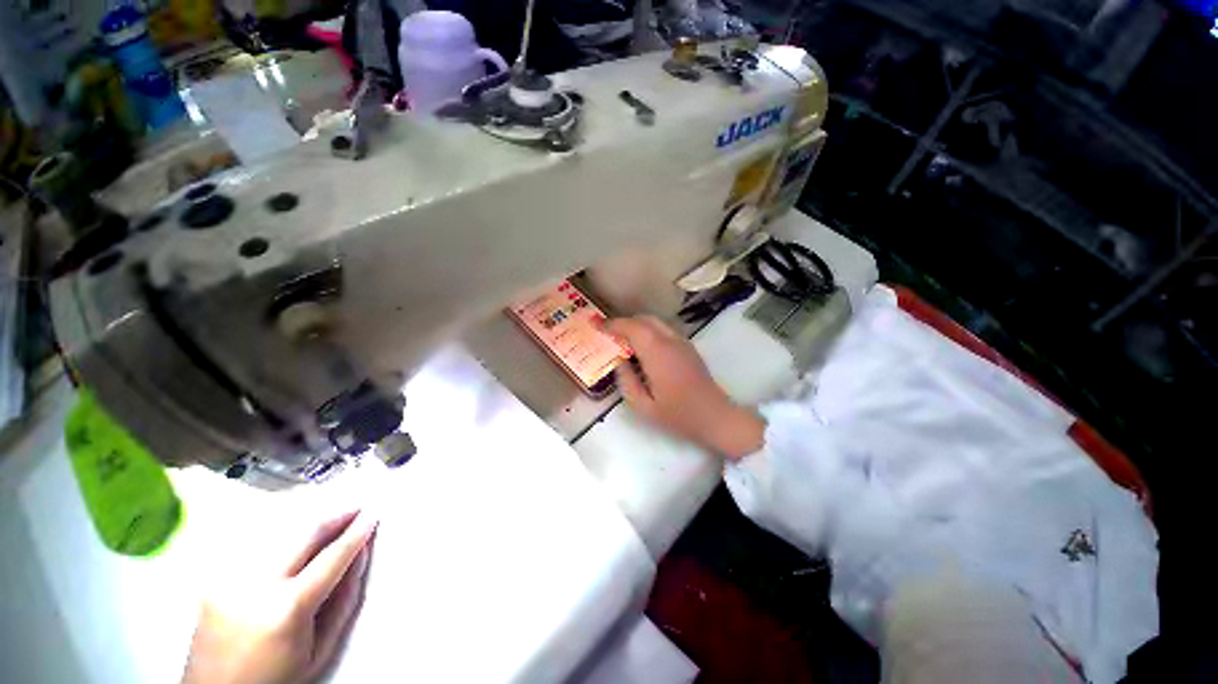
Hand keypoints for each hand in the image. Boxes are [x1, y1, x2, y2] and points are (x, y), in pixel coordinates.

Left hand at [182, 509, 378, 683]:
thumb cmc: (273, 680)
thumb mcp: (319, 649)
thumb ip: (344, 600)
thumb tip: (359, 557)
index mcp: (287, 608)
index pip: (332, 556)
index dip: (357, 532)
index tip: (371, 516)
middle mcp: (255, 587)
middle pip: (304, 534)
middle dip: (335, 517)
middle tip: (355, 509)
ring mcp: (230, 580)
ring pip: (280, 534)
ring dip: (310, 525)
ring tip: (330, 522)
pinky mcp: (215, 580)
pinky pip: (257, 548)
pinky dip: (282, 539)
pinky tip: (293, 542)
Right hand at [606, 316, 764, 459]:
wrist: (715, 416)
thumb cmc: (678, 415)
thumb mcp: (643, 405)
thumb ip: (626, 380)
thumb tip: (619, 361)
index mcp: (657, 353)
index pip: (631, 327)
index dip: (612, 324)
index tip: (597, 325)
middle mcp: (670, 341)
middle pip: (644, 319)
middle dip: (624, 322)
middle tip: (608, 333)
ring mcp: (682, 342)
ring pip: (655, 322)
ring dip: (637, 326)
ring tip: (623, 340)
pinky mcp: (688, 347)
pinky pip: (664, 330)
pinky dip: (649, 331)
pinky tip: (643, 348)